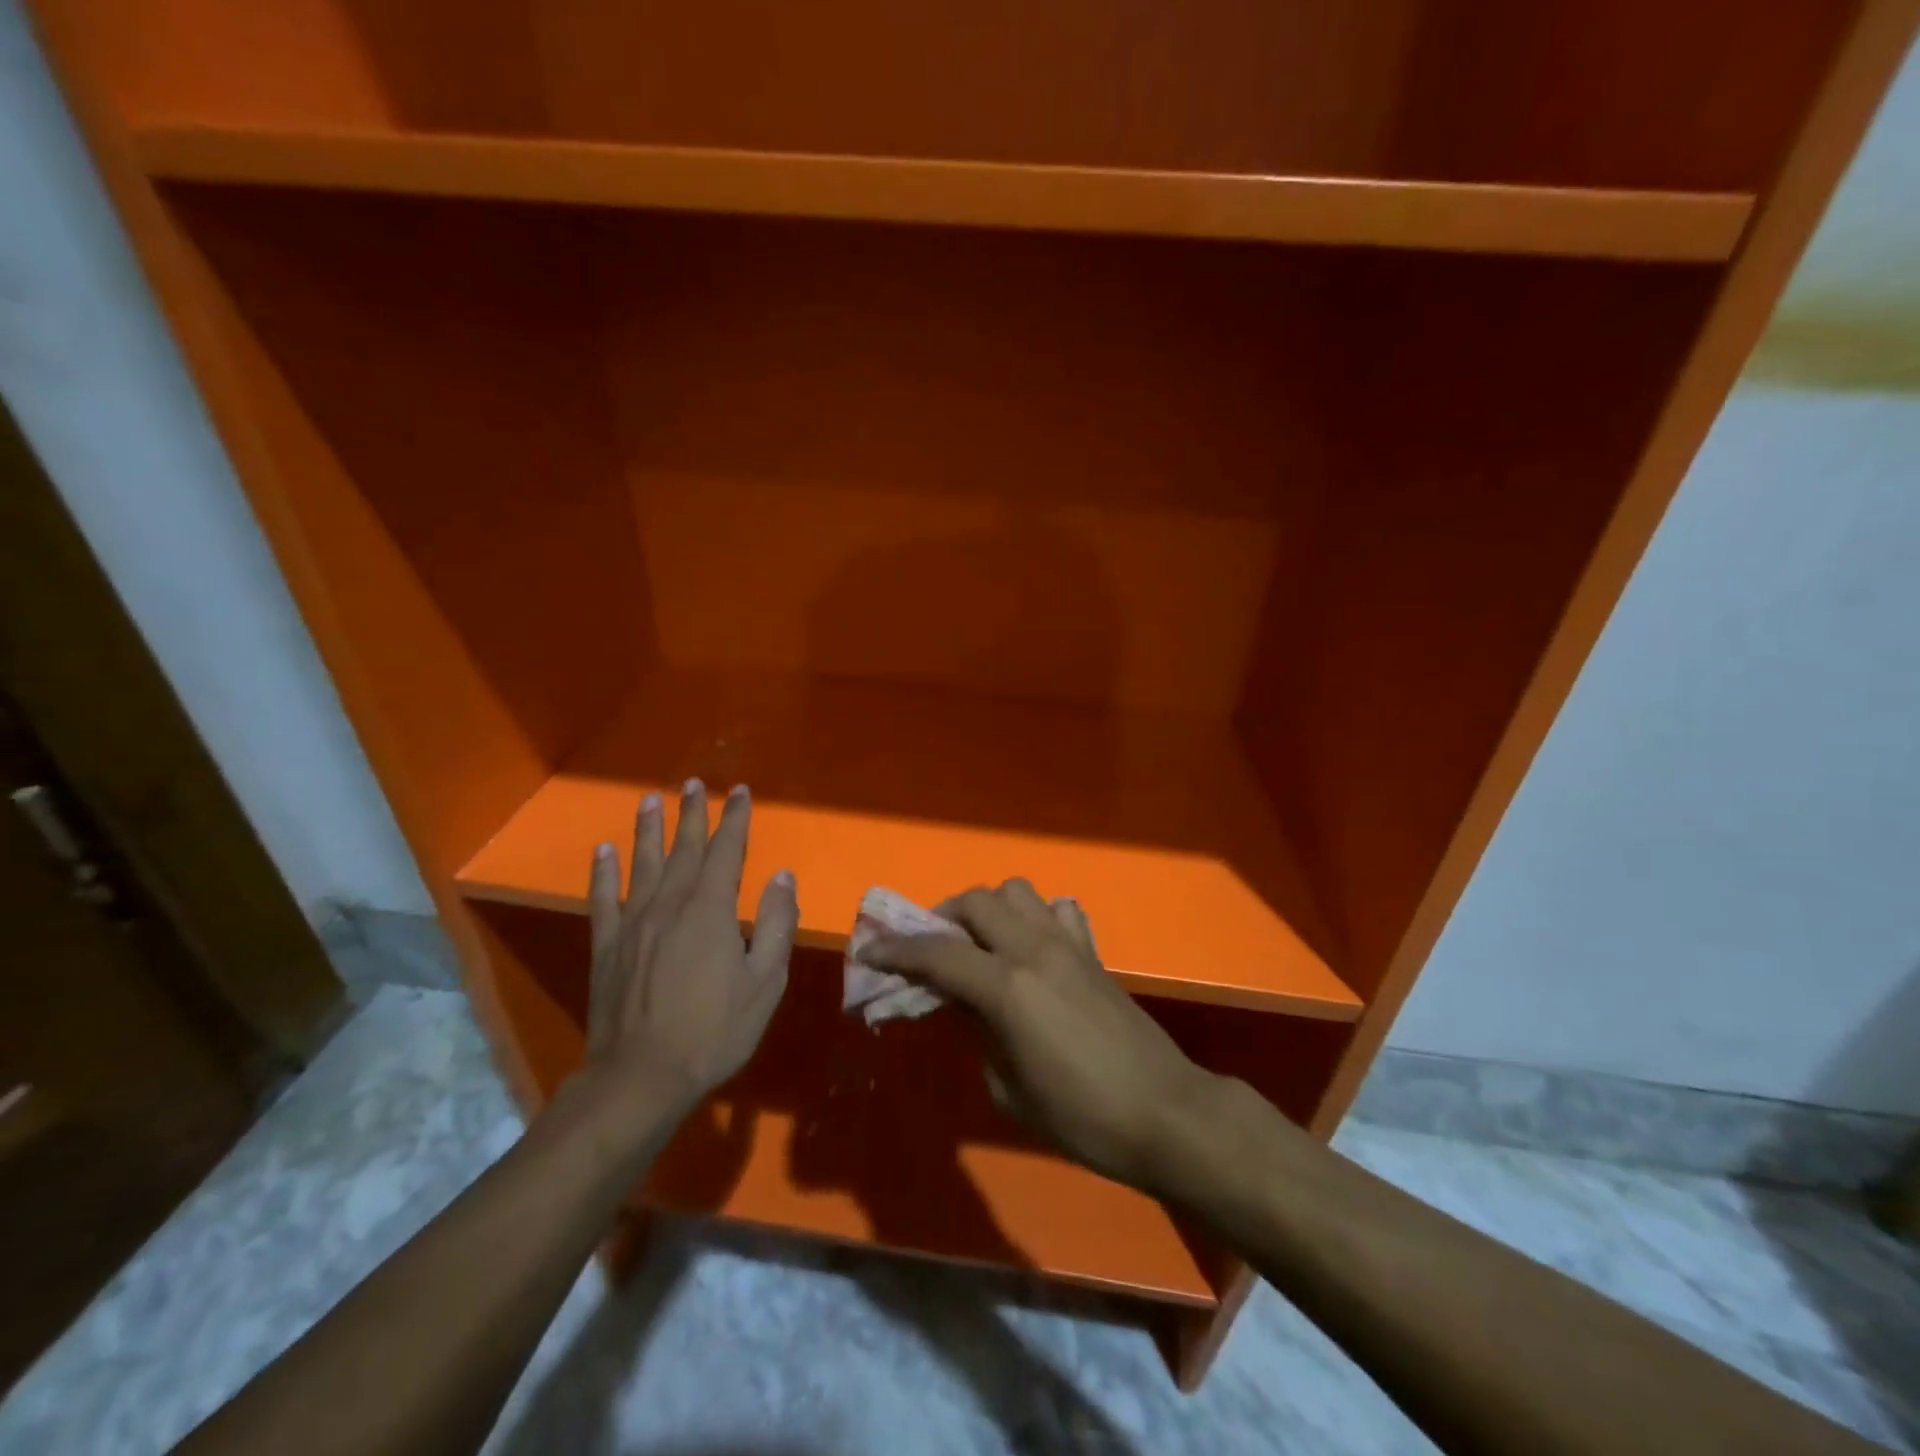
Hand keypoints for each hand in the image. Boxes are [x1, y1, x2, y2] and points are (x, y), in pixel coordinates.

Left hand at [585, 780, 797, 1120]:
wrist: (641, 1077)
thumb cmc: (714, 1031)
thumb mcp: (765, 982)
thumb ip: (776, 924)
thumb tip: (782, 876)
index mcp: (711, 910)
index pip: (726, 851)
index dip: (735, 819)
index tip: (740, 792)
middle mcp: (669, 904)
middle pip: (683, 849)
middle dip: (692, 814)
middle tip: (694, 784)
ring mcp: (633, 924)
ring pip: (642, 864)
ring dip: (648, 830)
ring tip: (650, 799)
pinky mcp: (606, 946)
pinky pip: (602, 899)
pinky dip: (603, 873)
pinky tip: (603, 851)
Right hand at [865, 879, 1217, 1192]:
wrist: (1164, 1113)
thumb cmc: (1081, 1117)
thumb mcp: (1008, 1089)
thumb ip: (977, 1033)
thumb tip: (963, 1003)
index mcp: (1007, 987)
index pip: (937, 952)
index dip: (897, 950)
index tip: (870, 953)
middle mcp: (1034, 949)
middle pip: (976, 901)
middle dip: (942, 917)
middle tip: (929, 949)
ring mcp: (1068, 944)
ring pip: (1017, 891)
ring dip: (989, 909)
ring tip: (979, 943)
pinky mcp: (1093, 952)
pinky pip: (1060, 910)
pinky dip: (1037, 917)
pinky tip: (1032, 948)